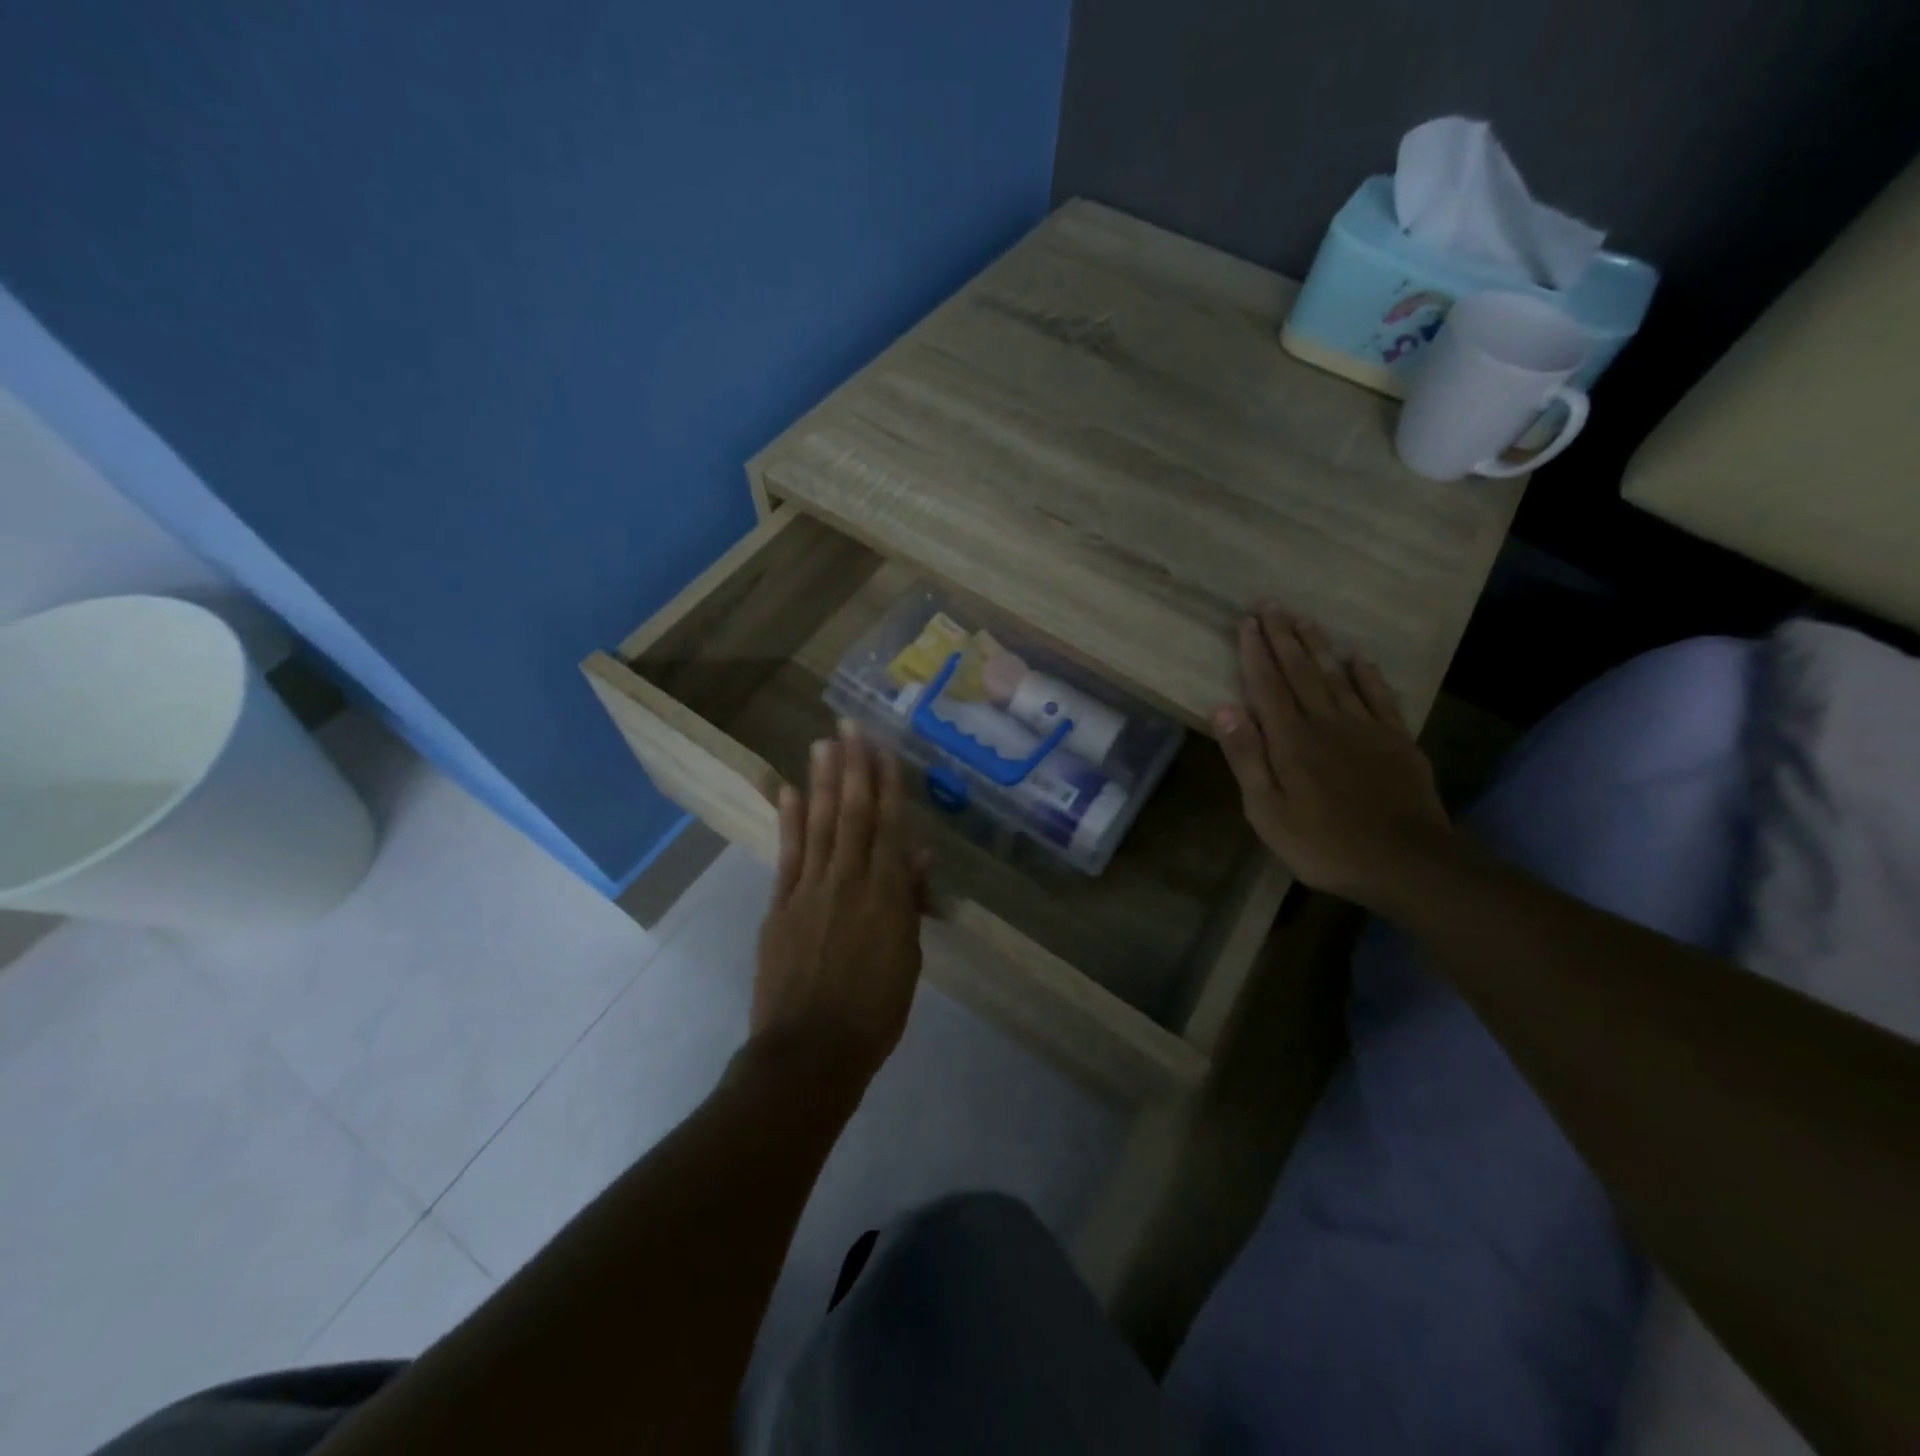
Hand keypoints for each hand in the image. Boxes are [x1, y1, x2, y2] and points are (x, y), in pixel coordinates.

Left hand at [752, 720, 928, 1090]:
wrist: (809, 1052)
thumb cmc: (874, 1013)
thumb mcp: (908, 960)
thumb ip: (910, 904)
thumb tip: (917, 857)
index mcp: (886, 894)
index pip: (889, 825)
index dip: (887, 784)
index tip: (884, 748)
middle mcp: (848, 880)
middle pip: (853, 813)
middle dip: (854, 766)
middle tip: (851, 725)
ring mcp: (809, 889)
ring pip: (820, 823)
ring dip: (823, 781)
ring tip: (824, 743)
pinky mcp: (780, 905)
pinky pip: (787, 855)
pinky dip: (789, 821)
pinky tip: (789, 791)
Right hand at [1214, 606, 1451, 908]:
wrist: (1406, 863)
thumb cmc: (1323, 844)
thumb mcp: (1267, 810)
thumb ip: (1246, 756)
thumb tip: (1222, 707)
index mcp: (1291, 739)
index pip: (1267, 685)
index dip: (1255, 652)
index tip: (1247, 621)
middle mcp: (1326, 721)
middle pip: (1301, 670)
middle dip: (1283, 636)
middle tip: (1271, 604)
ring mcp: (1366, 728)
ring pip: (1337, 675)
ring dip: (1318, 645)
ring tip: (1304, 618)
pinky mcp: (1396, 740)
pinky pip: (1378, 696)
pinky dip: (1366, 673)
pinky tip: (1358, 657)